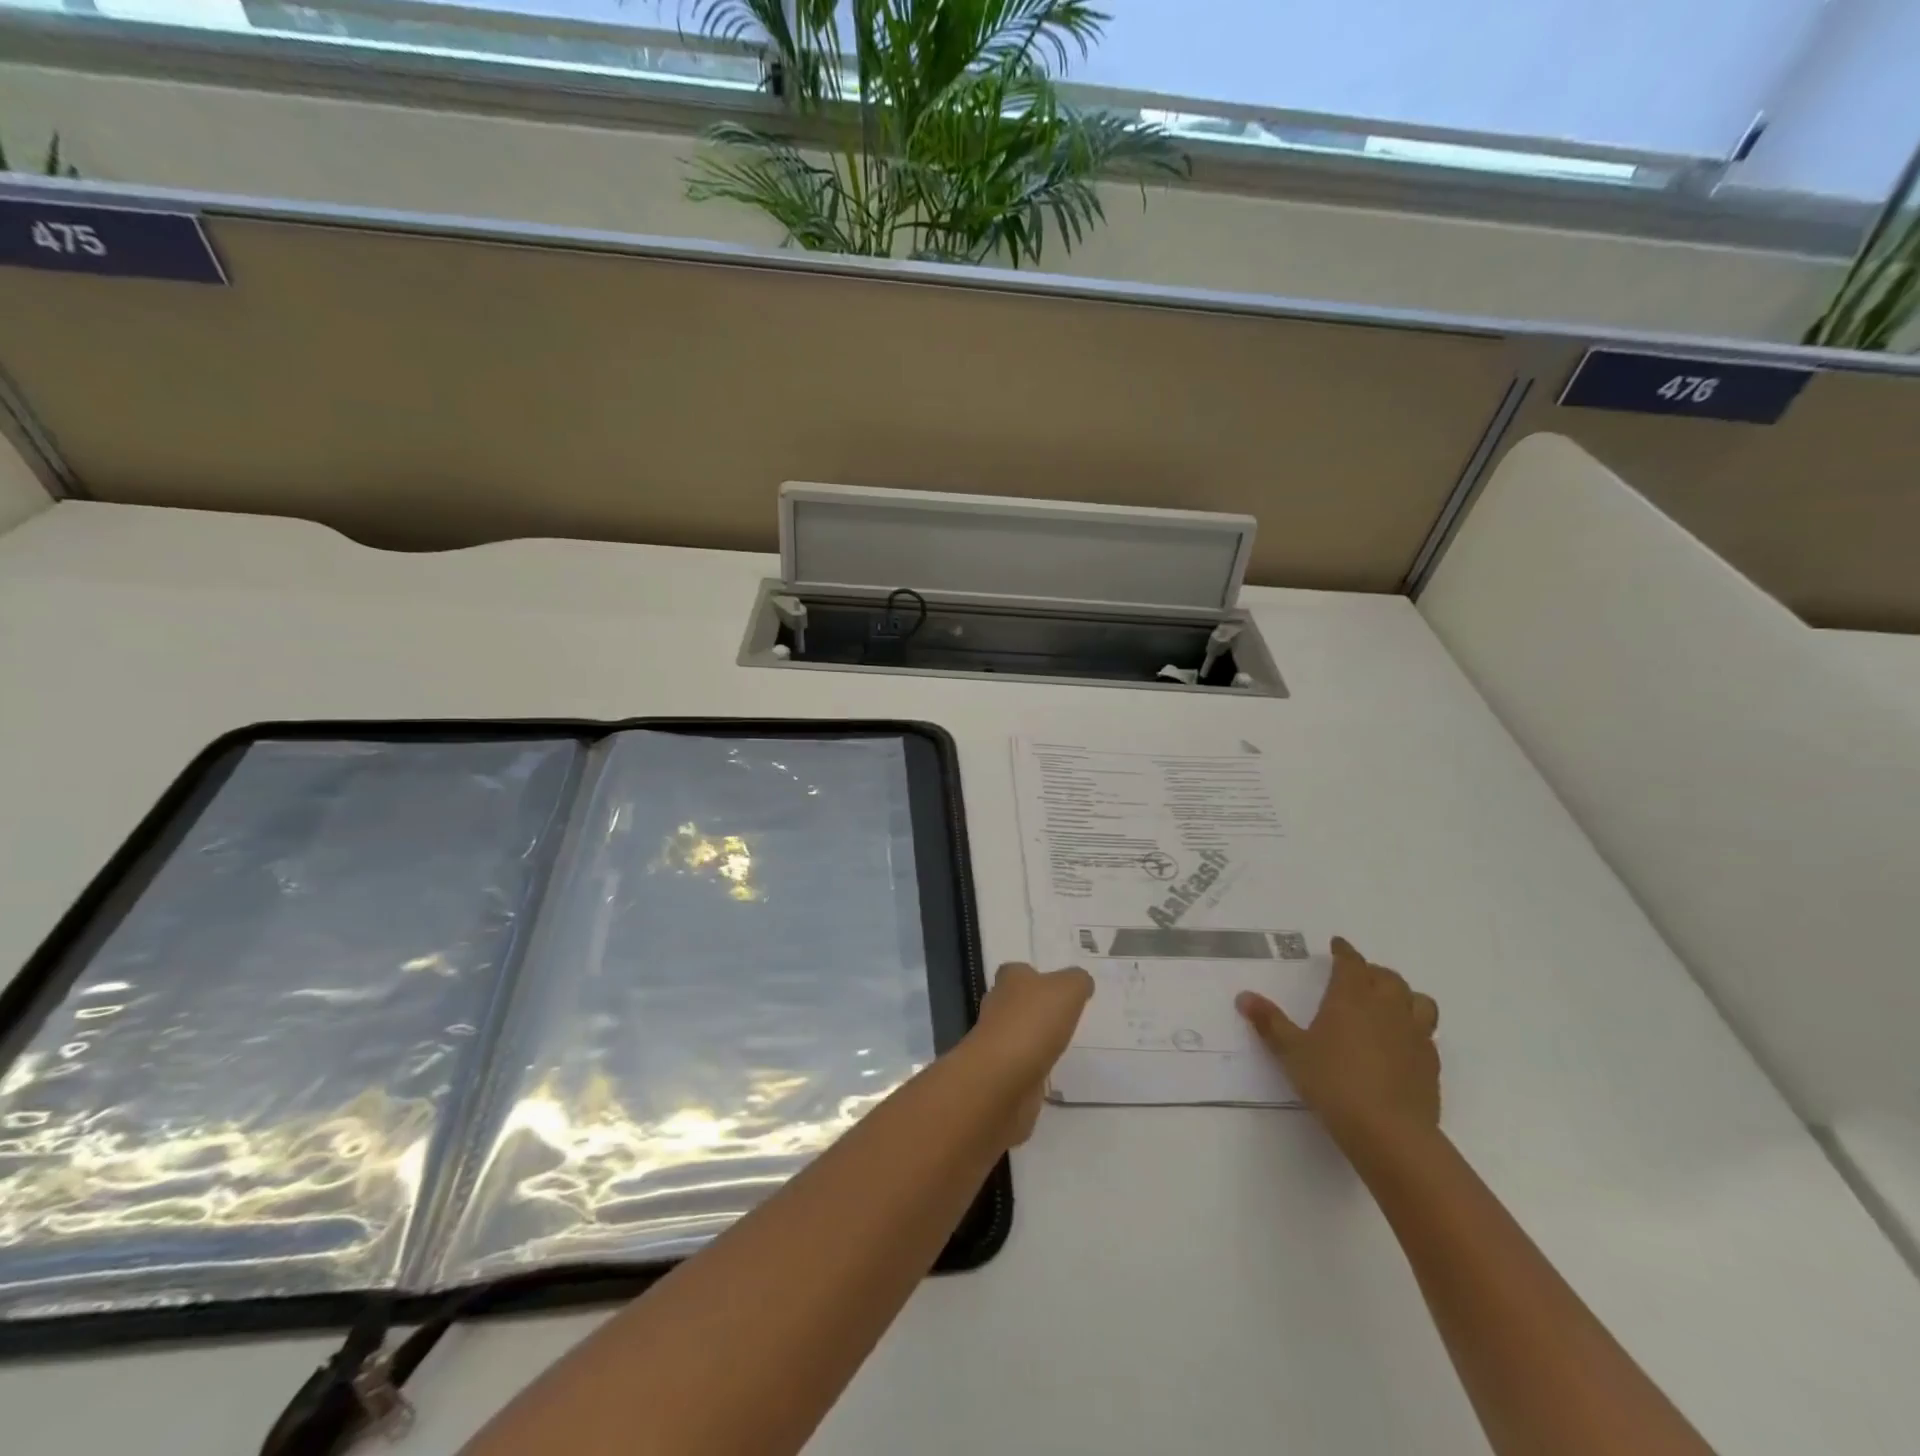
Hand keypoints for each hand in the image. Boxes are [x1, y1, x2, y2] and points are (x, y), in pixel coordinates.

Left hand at [967, 962, 1093, 1144]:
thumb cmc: (1034, 1023)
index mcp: (1009, 980)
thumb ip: (1077, 981)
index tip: (1056, 988)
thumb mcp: (1068, 990)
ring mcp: (995, 1041)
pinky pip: (1019, 1062)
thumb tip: (1081, 982)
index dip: (1035, 976)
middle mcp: (997, 1006)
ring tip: (1061, 1043)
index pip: (1018, 971)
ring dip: (1034, 1038)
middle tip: (1063, 1015)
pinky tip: (1049, 1069)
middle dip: (1035, 1007)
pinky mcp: (999, 1071)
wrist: (1003, 1078)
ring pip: (1017, 1032)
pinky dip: (1032, 1064)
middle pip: (1015, 1001)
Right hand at [1236, 937, 1439, 1159]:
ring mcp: (1415, 1034)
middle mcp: (1386, 1007)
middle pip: (1388, 977)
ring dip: (1404, 995)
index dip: (1344, 951)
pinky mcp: (1431, 1062)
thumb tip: (1244, 996)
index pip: (1351, 963)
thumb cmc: (1333, 1082)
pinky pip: (1428, 1032)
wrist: (1389, 1131)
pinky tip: (1402, 1042)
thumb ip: (1269, 1022)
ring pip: (1418, 1000)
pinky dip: (1415, 1027)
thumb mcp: (1291, 1052)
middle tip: (1359, 977)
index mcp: (1351, 997)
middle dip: (1372, 972)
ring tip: (1389, 1004)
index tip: (1338, 944)